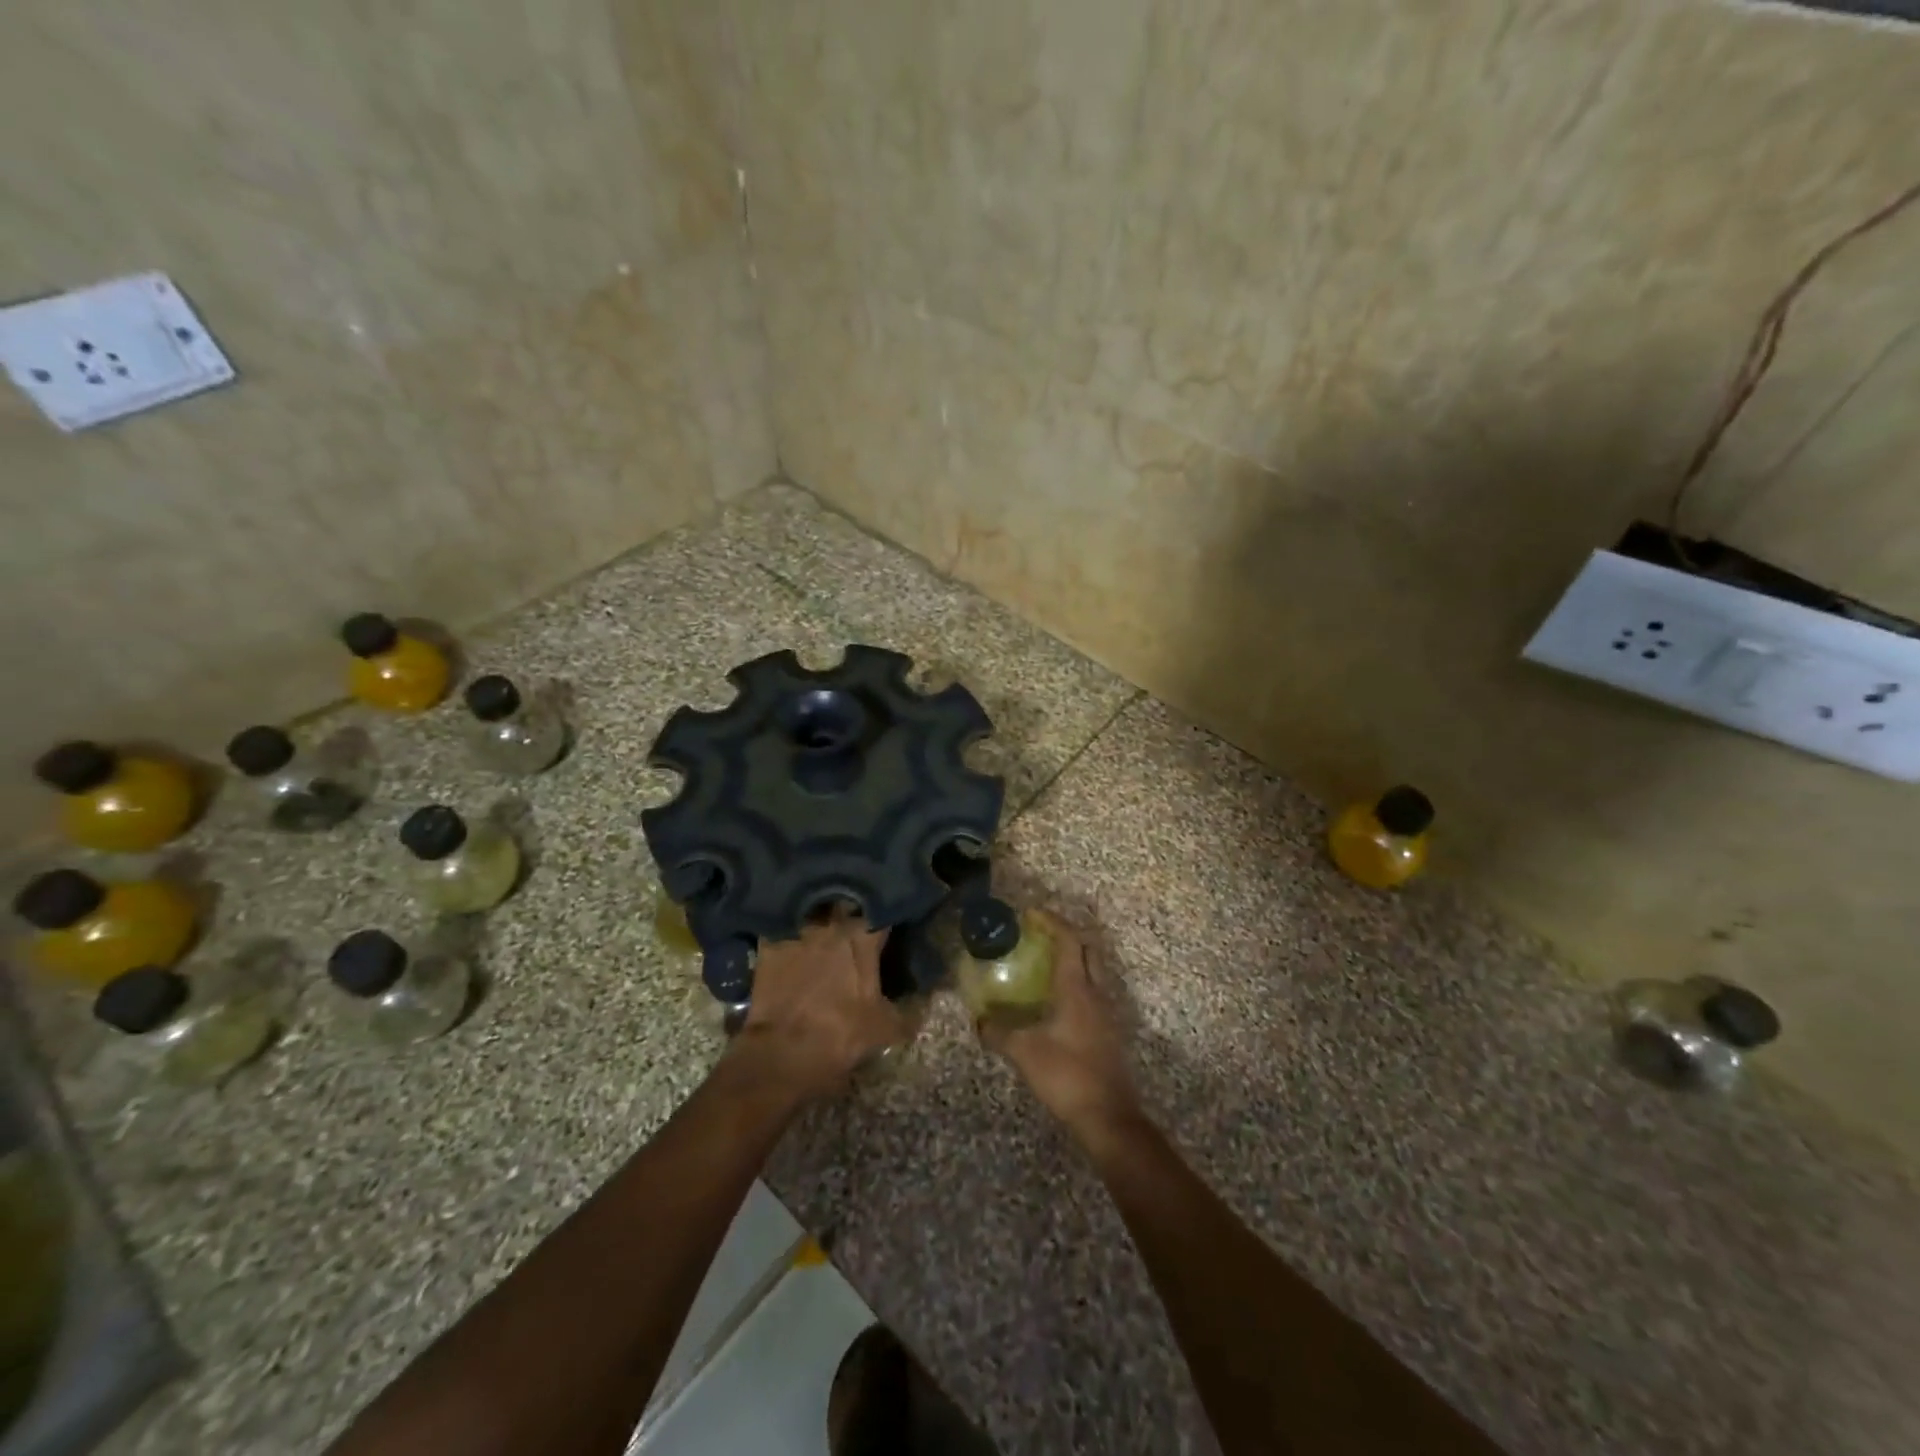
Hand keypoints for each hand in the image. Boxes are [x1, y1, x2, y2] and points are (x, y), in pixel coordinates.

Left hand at [724, 910, 907, 1104]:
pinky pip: (782, 926)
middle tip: (855, 923)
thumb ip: (907, 1010)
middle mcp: (831, 923)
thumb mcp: (885, 1028)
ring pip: (813, 911)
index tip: (889, 923)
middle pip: (845, 905)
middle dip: (851, 910)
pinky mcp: (769, 943)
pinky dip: (788, 930)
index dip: (887, 915)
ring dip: (820, 917)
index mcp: (863, 936)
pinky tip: (790, 938)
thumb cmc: (840, 1034)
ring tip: (823, 927)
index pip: (882, 912)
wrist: (782, 1052)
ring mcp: (798, 930)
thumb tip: (924, 1004)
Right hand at [977, 911, 1140, 1140]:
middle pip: (1088, 950)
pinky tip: (1055, 1002)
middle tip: (1040, 935)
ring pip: (1093, 972)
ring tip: (1043, 964)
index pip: (1069, 941)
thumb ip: (999, 1033)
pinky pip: (1093, 993)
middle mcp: (1096, 994)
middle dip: (1066, 934)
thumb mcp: (1025, 1053)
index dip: (1051, 922)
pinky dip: (1075, 984)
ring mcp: (1106, 1013)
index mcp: (1078, 989)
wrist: (1108, 1117)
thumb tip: (979, 1021)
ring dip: (1073, 959)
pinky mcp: (1108, 1032)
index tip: (1030, 913)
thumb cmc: (1067, 1075)